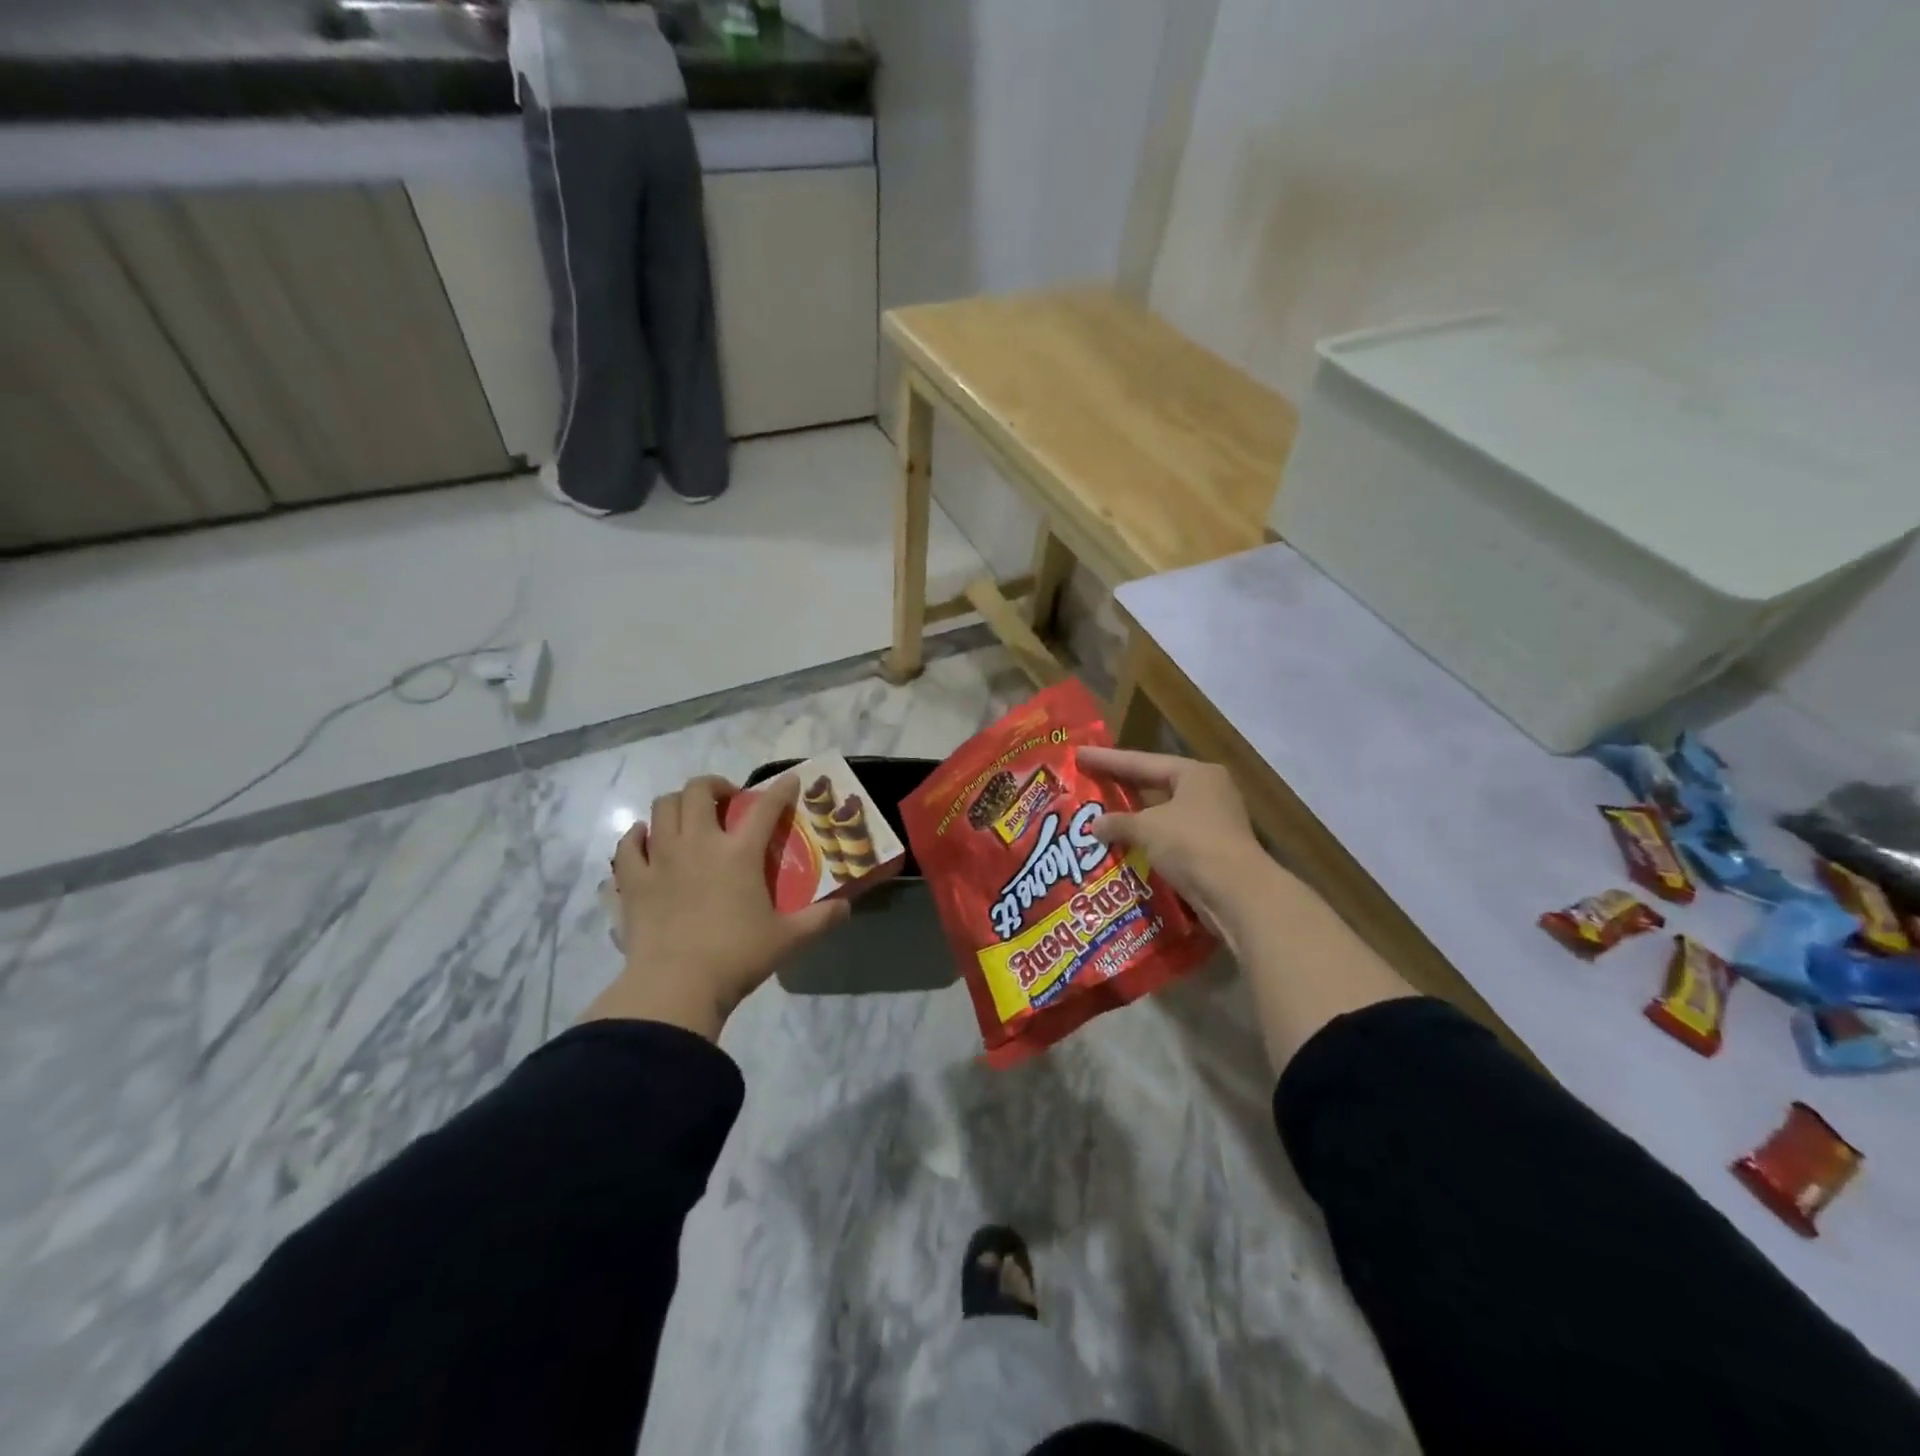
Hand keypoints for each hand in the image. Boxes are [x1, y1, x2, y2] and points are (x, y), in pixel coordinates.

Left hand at [585, 774, 848, 1039]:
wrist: (675, 986)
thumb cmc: (736, 957)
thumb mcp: (788, 939)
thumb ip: (820, 919)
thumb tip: (847, 907)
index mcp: (739, 853)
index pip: (764, 808)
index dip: (780, 790)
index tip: (789, 781)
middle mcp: (699, 844)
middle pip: (699, 791)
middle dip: (715, 786)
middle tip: (726, 801)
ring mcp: (661, 858)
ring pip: (661, 807)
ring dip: (677, 804)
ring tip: (688, 818)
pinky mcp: (633, 880)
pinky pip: (628, 843)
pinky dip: (637, 836)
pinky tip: (645, 841)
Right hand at [1078, 747, 1271, 937]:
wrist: (1237, 894)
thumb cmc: (1191, 844)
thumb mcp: (1147, 828)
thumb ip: (1118, 822)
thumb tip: (1094, 825)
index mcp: (1195, 774)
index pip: (1142, 762)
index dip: (1108, 759)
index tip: (1079, 754)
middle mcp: (1208, 791)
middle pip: (1155, 785)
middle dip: (1122, 787)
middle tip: (1089, 780)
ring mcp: (1214, 822)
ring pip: (1163, 814)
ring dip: (1134, 818)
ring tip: (1101, 816)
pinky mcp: (1212, 850)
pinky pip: (1170, 838)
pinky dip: (1147, 840)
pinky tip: (1124, 845)